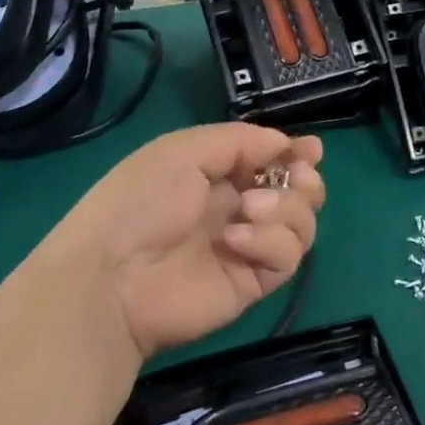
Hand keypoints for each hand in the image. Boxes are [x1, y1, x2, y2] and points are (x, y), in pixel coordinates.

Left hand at [36, 124, 324, 360]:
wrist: (113, 276)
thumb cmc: (141, 201)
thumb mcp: (183, 151)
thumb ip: (239, 141)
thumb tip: (285, 143)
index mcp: (216, 174)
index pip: (270, 161)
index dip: (295, 154)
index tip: (310, 150)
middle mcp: (237, 208)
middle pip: (297, 192)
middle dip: (305, 180)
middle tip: (298, 176)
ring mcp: (247, 247)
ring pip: (301, 223)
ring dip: (286, 208)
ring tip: (249, 210)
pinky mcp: (254, 282)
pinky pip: (288, 257)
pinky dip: (271, 242)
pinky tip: (238, 241)